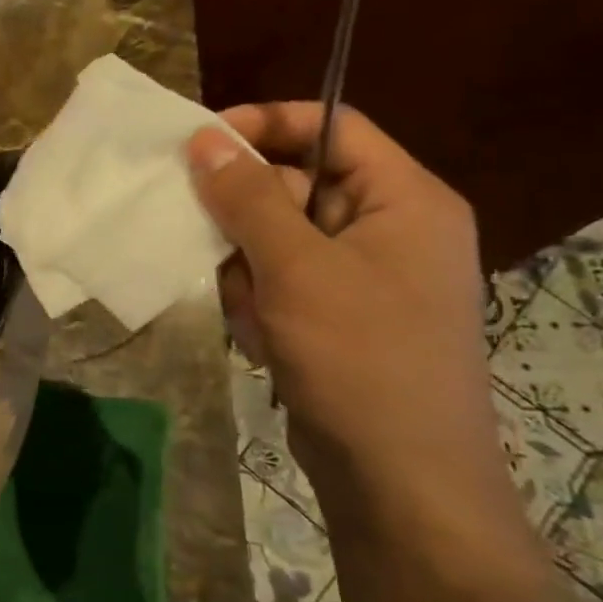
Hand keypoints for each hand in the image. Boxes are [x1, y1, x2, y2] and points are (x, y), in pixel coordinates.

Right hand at [188, 103, 520, 538]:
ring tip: (252, 311)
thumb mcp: (296, 268)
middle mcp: (388, 227)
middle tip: (215, 247)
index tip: (198, 143)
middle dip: (247, 217)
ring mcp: (361, 274)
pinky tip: (260, 336)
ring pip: (275, 236)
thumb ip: (248, 197)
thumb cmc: (359, 357)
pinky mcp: (335, 312)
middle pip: (296, 183)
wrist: (398, 477)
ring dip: (246, 267)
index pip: (332, 127)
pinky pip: (278, 278)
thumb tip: (204, 139)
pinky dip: (256, 300)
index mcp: (404, 199)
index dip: (265, 124)